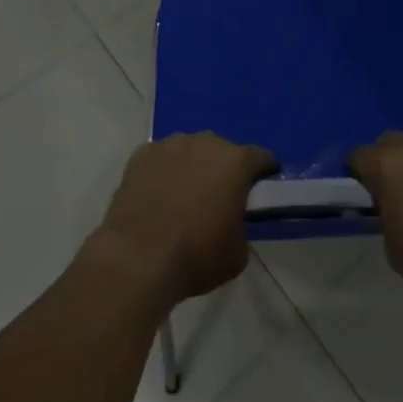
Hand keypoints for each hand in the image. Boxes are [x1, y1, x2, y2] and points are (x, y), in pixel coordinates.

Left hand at [93, 133, 276, 306]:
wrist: (137, 259)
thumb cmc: (195, 257)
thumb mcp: (237, 254)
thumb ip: (242, 227)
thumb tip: (232, 221)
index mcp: (236, 162)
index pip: (262, 158)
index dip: (265, 172)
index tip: (262, 188)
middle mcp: (206, 142)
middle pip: (223, 152)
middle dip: (224, 171)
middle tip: (217, 199)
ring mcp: (171, 144)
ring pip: (190, 151)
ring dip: (192, 167)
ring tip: (183, 197)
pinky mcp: (142, 154)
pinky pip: (161, 159)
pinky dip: (163, 172)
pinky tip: (156, 196)